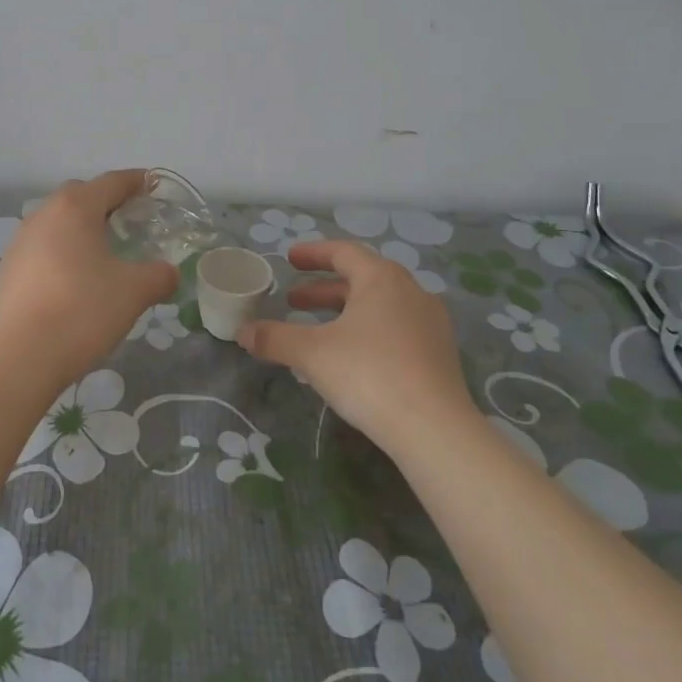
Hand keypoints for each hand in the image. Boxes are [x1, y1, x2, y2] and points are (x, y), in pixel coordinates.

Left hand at [0, 170, 179, 385]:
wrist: (22, 356)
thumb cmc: (83, 311)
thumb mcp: (134, 292)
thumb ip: (159, 276)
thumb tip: (169, 273)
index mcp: (75, 208)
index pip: (112, 182)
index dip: (136, 181)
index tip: (153, 185)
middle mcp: (43, 215)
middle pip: (80, 195)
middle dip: (106, 202)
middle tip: (130, 219)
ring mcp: (20, 241)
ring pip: (57, 222)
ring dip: (80, 227)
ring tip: (102, 250)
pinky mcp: (8, 269)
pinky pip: (41, 247)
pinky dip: (61, 251)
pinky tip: (74, 278)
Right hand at [237, 240, 474, 450]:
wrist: (434, 430)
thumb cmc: (369, 374)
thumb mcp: (311, 353)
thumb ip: (274, 338)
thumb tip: (242, 332)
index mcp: (382, 279)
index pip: (344, 252)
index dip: (313, 254)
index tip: (290, 259)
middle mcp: (411, 292)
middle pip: (362, 279)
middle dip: (324, 289)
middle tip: (294, 300)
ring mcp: (430, 324)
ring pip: (380, 306)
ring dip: (345, 311)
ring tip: (317, 329)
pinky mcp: (439, 355)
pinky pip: (395, 329)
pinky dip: (367, 331)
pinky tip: (350, 357)